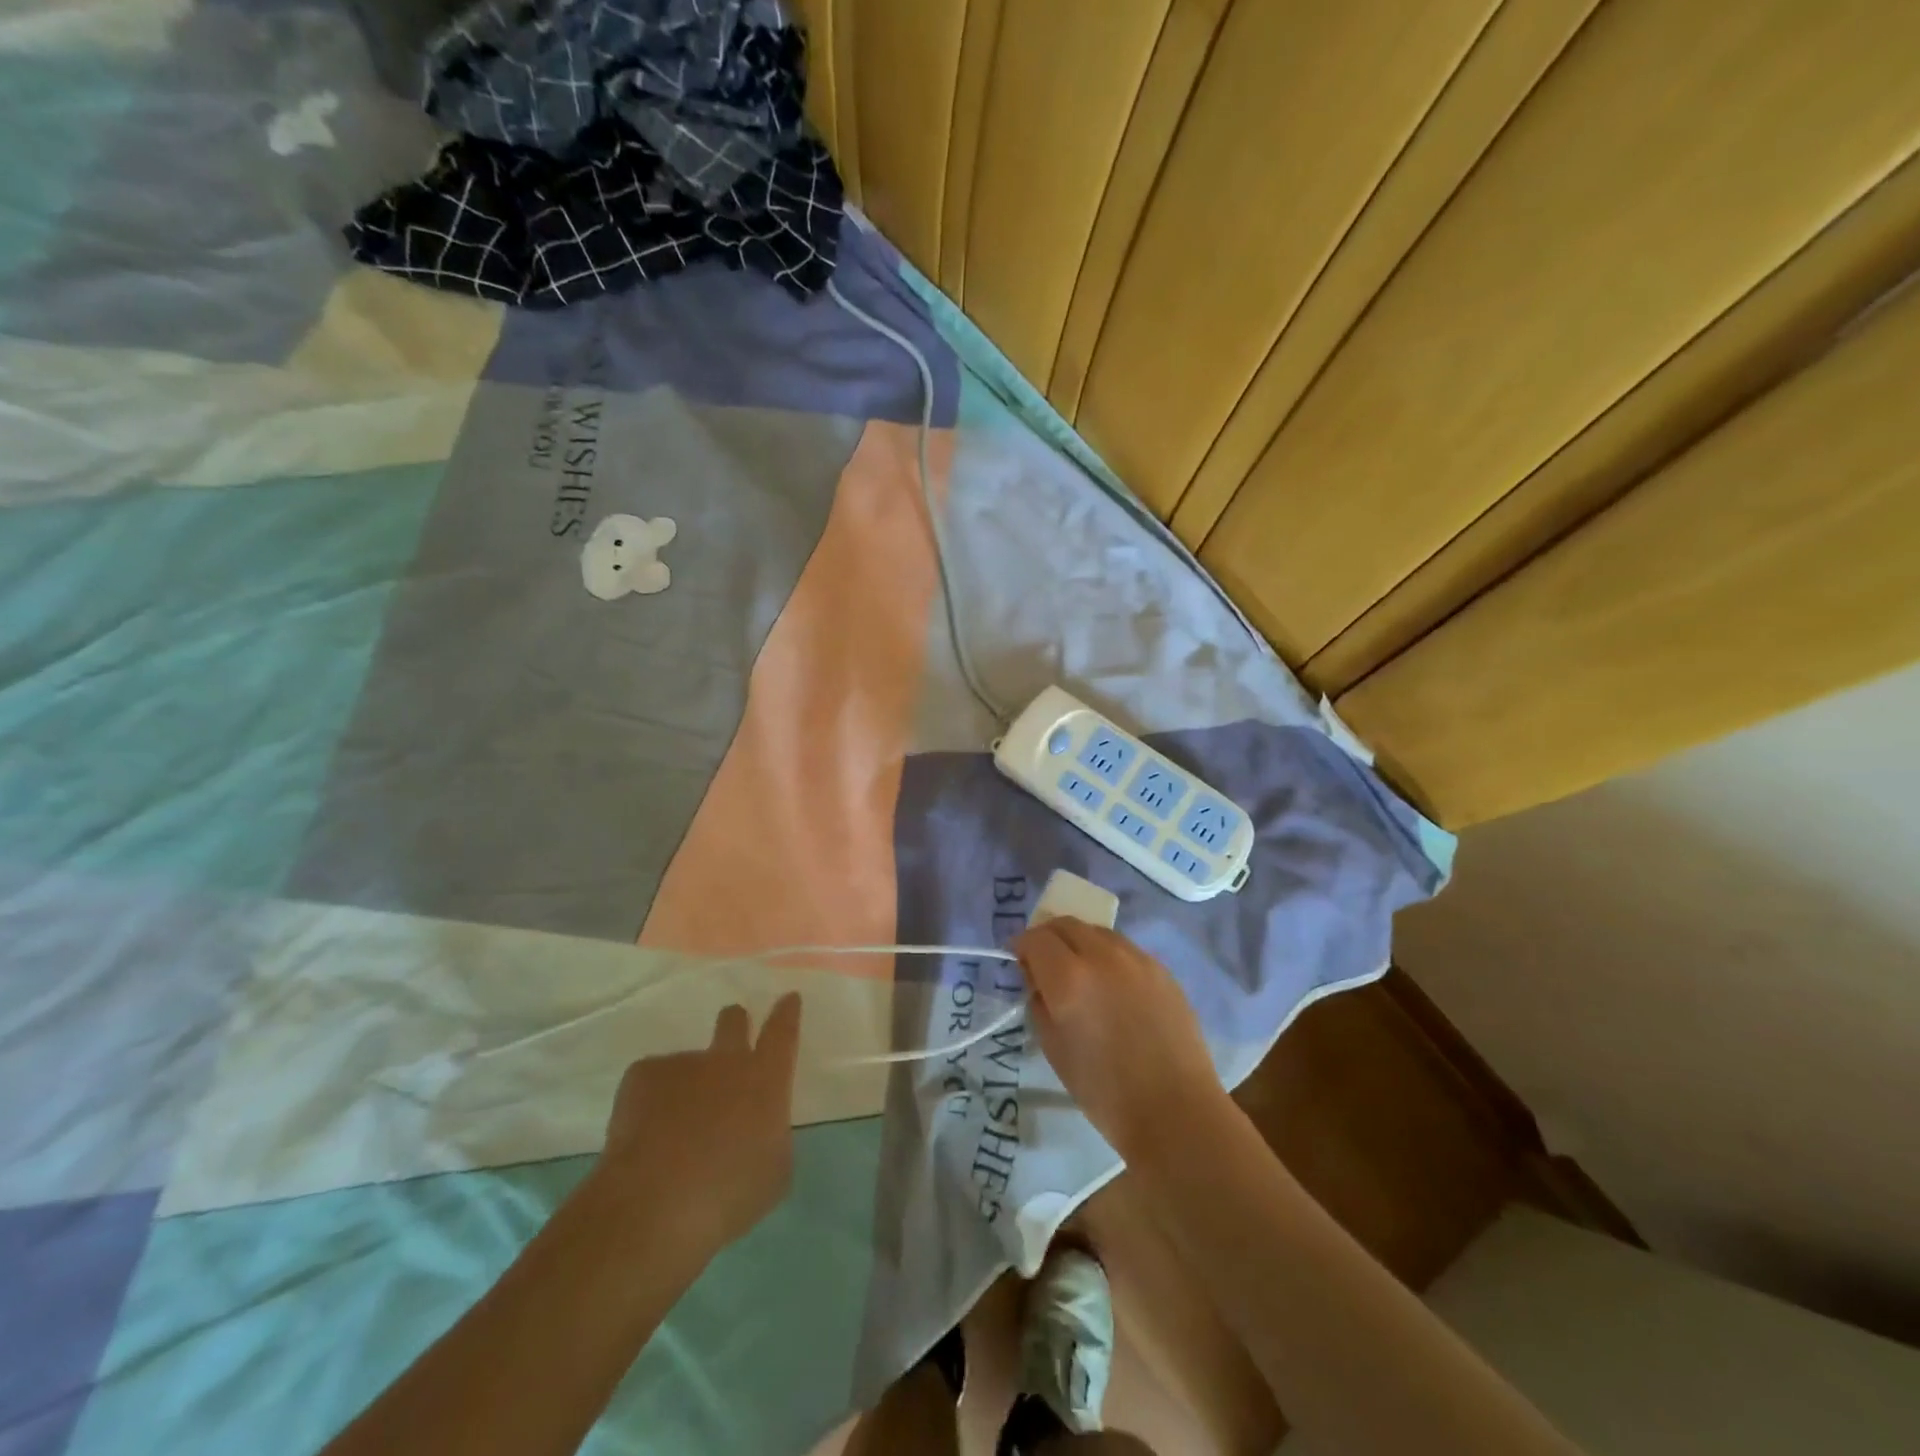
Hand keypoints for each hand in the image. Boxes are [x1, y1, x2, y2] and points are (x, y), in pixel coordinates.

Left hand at [588, 994, 802, 1255]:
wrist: (655, 1204)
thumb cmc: (729, 1194)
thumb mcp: (774, 1172)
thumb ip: (771, 1137)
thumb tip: (759, 1129)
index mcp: (765, 1079)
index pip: (783, 1032)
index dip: (787, 1013)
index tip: (788, 998)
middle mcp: (727, 1060)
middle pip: (733, 1021)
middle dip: (735, 1023)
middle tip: (731, 1042)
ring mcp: (683, 1063)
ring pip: (688, 1064)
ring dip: (687, 1087)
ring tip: (671, 1134)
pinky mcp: (643, 1074)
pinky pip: (652, 1082)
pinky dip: (651, 1104)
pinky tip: (643, 1139)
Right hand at [1011, 919, 1225, 1162]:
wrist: (1175, 1110)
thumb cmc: (1104, 1090)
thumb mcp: (1052, 1047)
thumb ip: (1038, 1001)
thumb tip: (1037, 978)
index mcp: (1069, 978)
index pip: (1036, 938)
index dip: (1021, 945)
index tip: (1017, 959)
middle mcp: (1103, 956)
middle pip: (1066, 924)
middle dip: (1048, 937)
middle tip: (1043, 961)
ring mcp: (1137, 959)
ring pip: (1097, 932)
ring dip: (1079, 942)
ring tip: (1078, 970)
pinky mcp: (1161, 969)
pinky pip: (1124, 948)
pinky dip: (1107, 955)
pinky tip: (1111, 984)